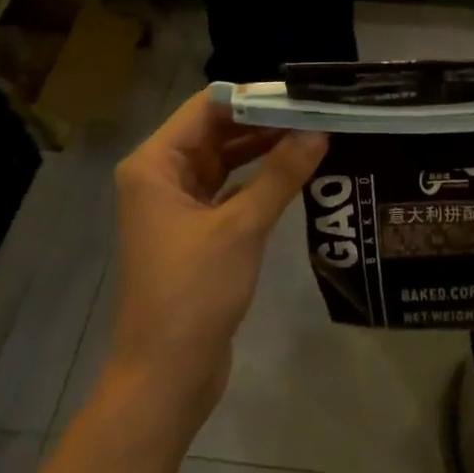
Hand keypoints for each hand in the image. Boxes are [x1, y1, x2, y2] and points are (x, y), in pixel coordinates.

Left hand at [110, 89, 327, 424]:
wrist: (166, 377)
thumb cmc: (194, 293)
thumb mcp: (241, 227)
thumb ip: (280, 174)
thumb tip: (319, 131)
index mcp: (154, 165)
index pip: (206, 108)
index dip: (253, 98)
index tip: (300, 95)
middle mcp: (160, 177)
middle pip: (215, 132)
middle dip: (263, 122)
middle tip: (317, 114)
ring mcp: (176, 206)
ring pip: (224, 161)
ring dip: (264, 150)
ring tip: (314, 136)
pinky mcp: (194, 232)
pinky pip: (228, 190)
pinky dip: (258, 180)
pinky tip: (295, 173)